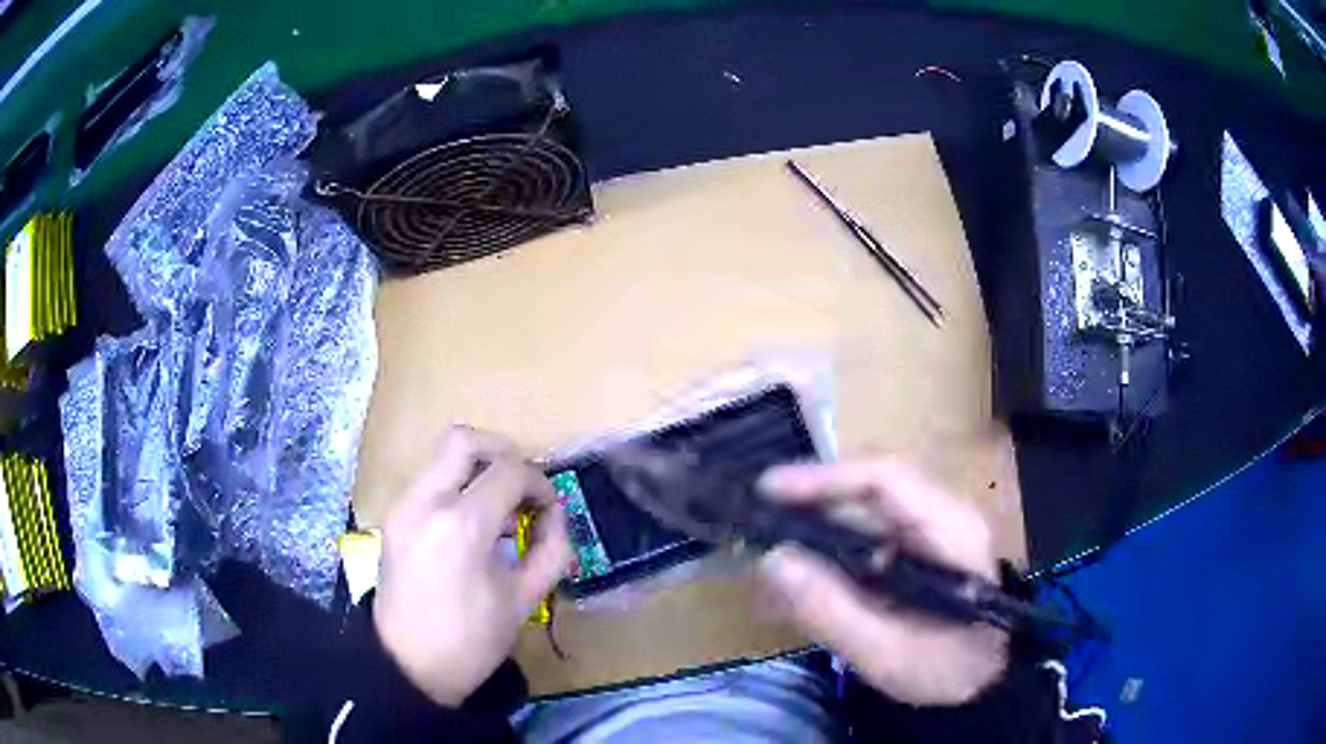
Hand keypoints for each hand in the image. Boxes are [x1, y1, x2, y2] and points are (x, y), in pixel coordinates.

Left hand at [374, 426, 571, 705]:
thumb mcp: (524, 600)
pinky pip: (430, 482)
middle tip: (523, 487)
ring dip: (478, 471)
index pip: (508, 470)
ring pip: (443, 457)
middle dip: (504, 454)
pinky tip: (472, 527)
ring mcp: (402, 506)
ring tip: (500, 513)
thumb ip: (551, 550)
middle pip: (464, 440)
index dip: (539, 483)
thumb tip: (556, 515)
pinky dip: (457, 488)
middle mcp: (425, 502)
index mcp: (462, 525)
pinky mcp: (393, 517)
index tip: (551, 509)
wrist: (407, 666)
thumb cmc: (471, 641)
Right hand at [755, 460, 1008, 705]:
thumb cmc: (950, 668)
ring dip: (813, 532)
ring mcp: (928, 532)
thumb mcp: (890, 654)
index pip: (884, 479)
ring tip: (768, 566)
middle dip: (809, 503)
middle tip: (756, 525)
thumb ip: (833, 611)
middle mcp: (940, 516)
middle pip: (867, 489)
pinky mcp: (915, 552)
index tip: (768, 489)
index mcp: (949, 529)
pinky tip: (798, 585)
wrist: (990, 679)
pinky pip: (864, 539)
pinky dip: (826, 555)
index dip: (824, 478)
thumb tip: (773, 561)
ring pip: (861, 513)